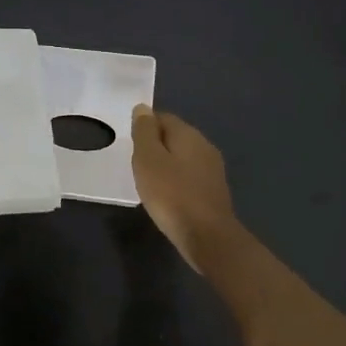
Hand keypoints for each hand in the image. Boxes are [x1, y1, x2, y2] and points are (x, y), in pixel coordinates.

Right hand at [131, 104, 239, 272]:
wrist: (207, 236)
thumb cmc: (171, 194)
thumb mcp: (148, 159)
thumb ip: (144, 132)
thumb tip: (143, 108)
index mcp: (189, 134)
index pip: (163, 117)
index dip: (144, 127)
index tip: (130, 144)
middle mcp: (205, 146)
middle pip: (175, 136)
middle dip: (155, 145)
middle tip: (136, 163)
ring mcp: (212, 169)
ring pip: (183, 157)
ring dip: (166, 164)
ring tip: (148, 181)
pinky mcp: (214, 191)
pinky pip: (189, 176)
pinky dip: (176, 180)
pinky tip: (166, 196)